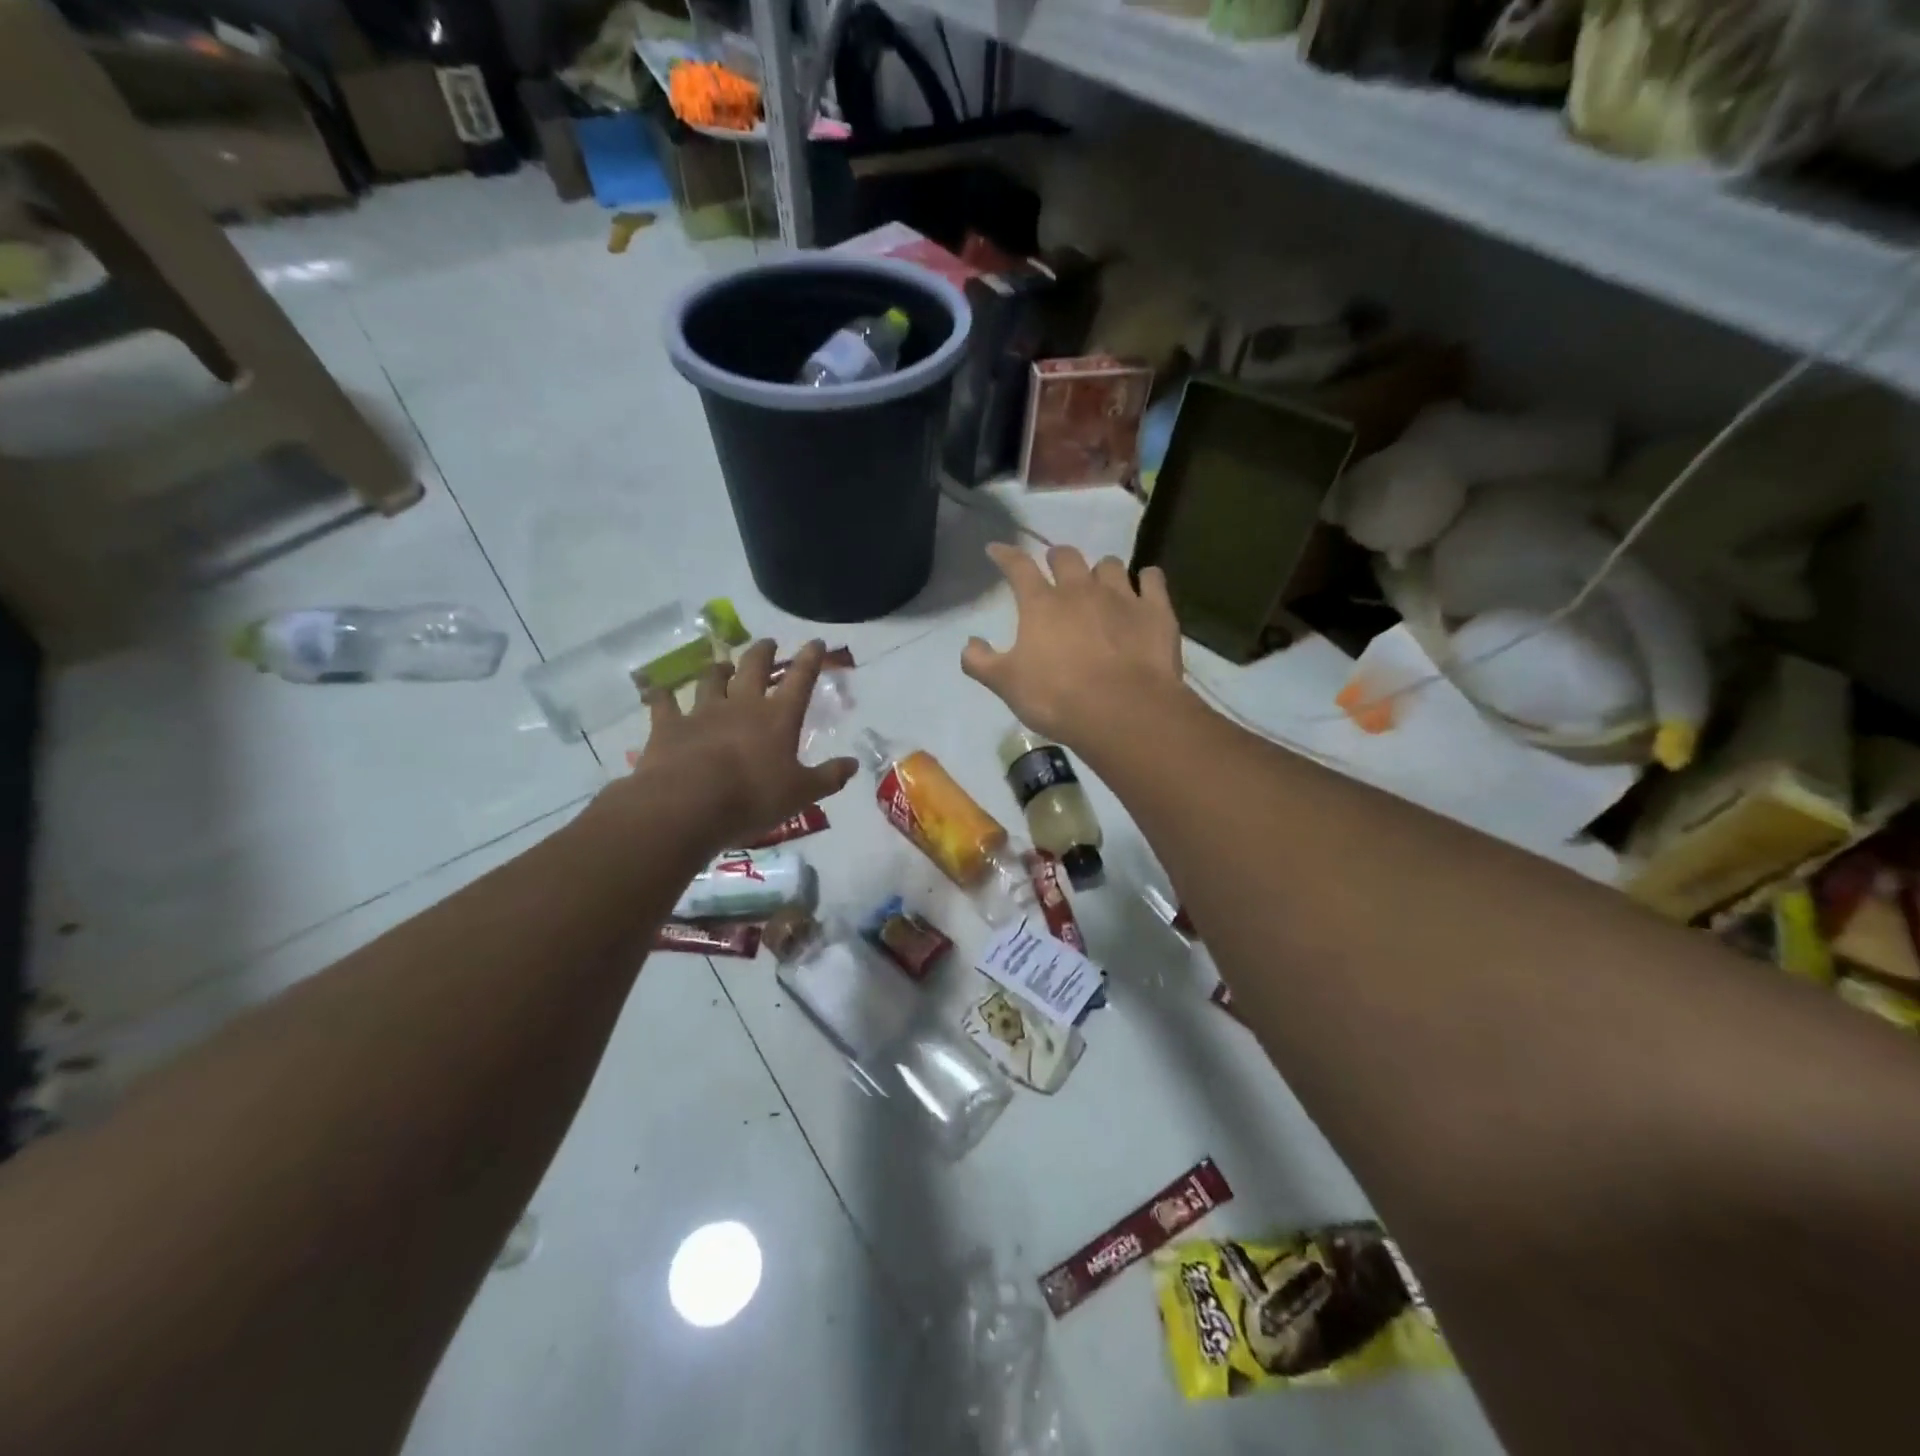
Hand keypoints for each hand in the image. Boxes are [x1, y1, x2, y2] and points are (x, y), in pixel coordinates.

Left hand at [620, 639, 857, 853]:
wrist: (688, 804)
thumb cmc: (753, 797)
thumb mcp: (801, 794)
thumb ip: (828, 777)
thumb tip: (853, 764)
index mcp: (778, 717)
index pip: (800, 680)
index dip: (810, 659)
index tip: (815, 642)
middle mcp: (741, 705)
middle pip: (753, 667)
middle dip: (763, 653)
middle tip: (768, 643)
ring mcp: (702, 712)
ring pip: (711, 680)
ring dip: (718, 670)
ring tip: (723, 665)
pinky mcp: (668, 725)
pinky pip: (664, 703)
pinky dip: (662, 695)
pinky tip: (658, 689)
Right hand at [961, 543, 1185, 748]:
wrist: (1123, 711)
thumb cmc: (1057, 698)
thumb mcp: (1006, 685)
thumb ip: (981, 662)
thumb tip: (969, 643)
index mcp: (1041, 604)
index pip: (1018, 567)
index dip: (1005, 555)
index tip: (996, 550)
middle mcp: (1080, 590)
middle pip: (1067, 557)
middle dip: (1057, 558)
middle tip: (1055, 567)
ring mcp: (1122, 596)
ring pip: (1110, 565)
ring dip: (1101, 570)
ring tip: (1100, 583)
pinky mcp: (1156, 610)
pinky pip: (1153, 579)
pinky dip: (1146, 579)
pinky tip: (1145, 586)